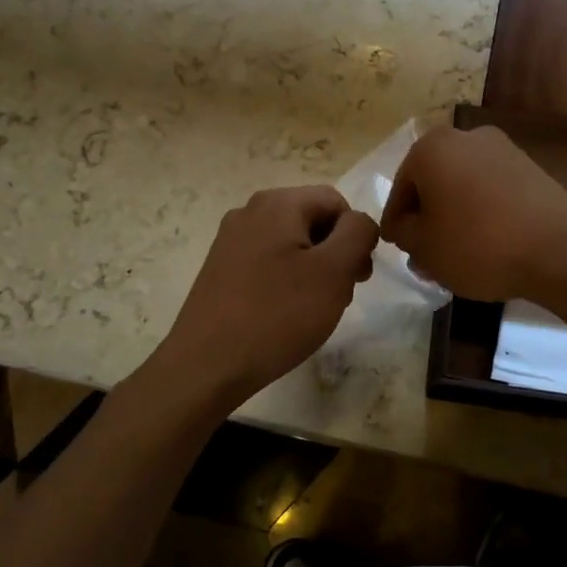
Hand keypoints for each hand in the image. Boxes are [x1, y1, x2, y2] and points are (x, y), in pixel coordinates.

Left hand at [150, 185, 378, 413]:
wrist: (207, 364)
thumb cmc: (277, 314)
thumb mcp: (333, 272)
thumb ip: (357, 234)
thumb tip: (359, 222)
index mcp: (277, 203)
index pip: (336, 202)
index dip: (355, 237)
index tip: (357, 278)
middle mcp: (250, 211)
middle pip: (312, 220)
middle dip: (335, 254)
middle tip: (340, 296)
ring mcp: (230, 239)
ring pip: (291, 243)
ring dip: (313, 270)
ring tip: (313, 309)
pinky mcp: (220, 268)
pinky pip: (267, 262)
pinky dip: (286, 281)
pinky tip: (284, 314)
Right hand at [380, 124, 566, 304]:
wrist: (559, 251)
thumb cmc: (478, 245)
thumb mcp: (424, 248)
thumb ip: (403, 232)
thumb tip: (405, 226)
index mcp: (431, 148)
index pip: (400, 189)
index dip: (396, 222)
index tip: (397, 247)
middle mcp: (466, 137)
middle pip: (433, 182)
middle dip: (427, 217)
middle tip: (425, 253)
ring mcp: (503, 149)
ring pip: (463, 186)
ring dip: (455, 215)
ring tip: (456, 254)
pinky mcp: (530, 167)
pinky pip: (492, 190)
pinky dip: (483, 212)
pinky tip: (486, 244)